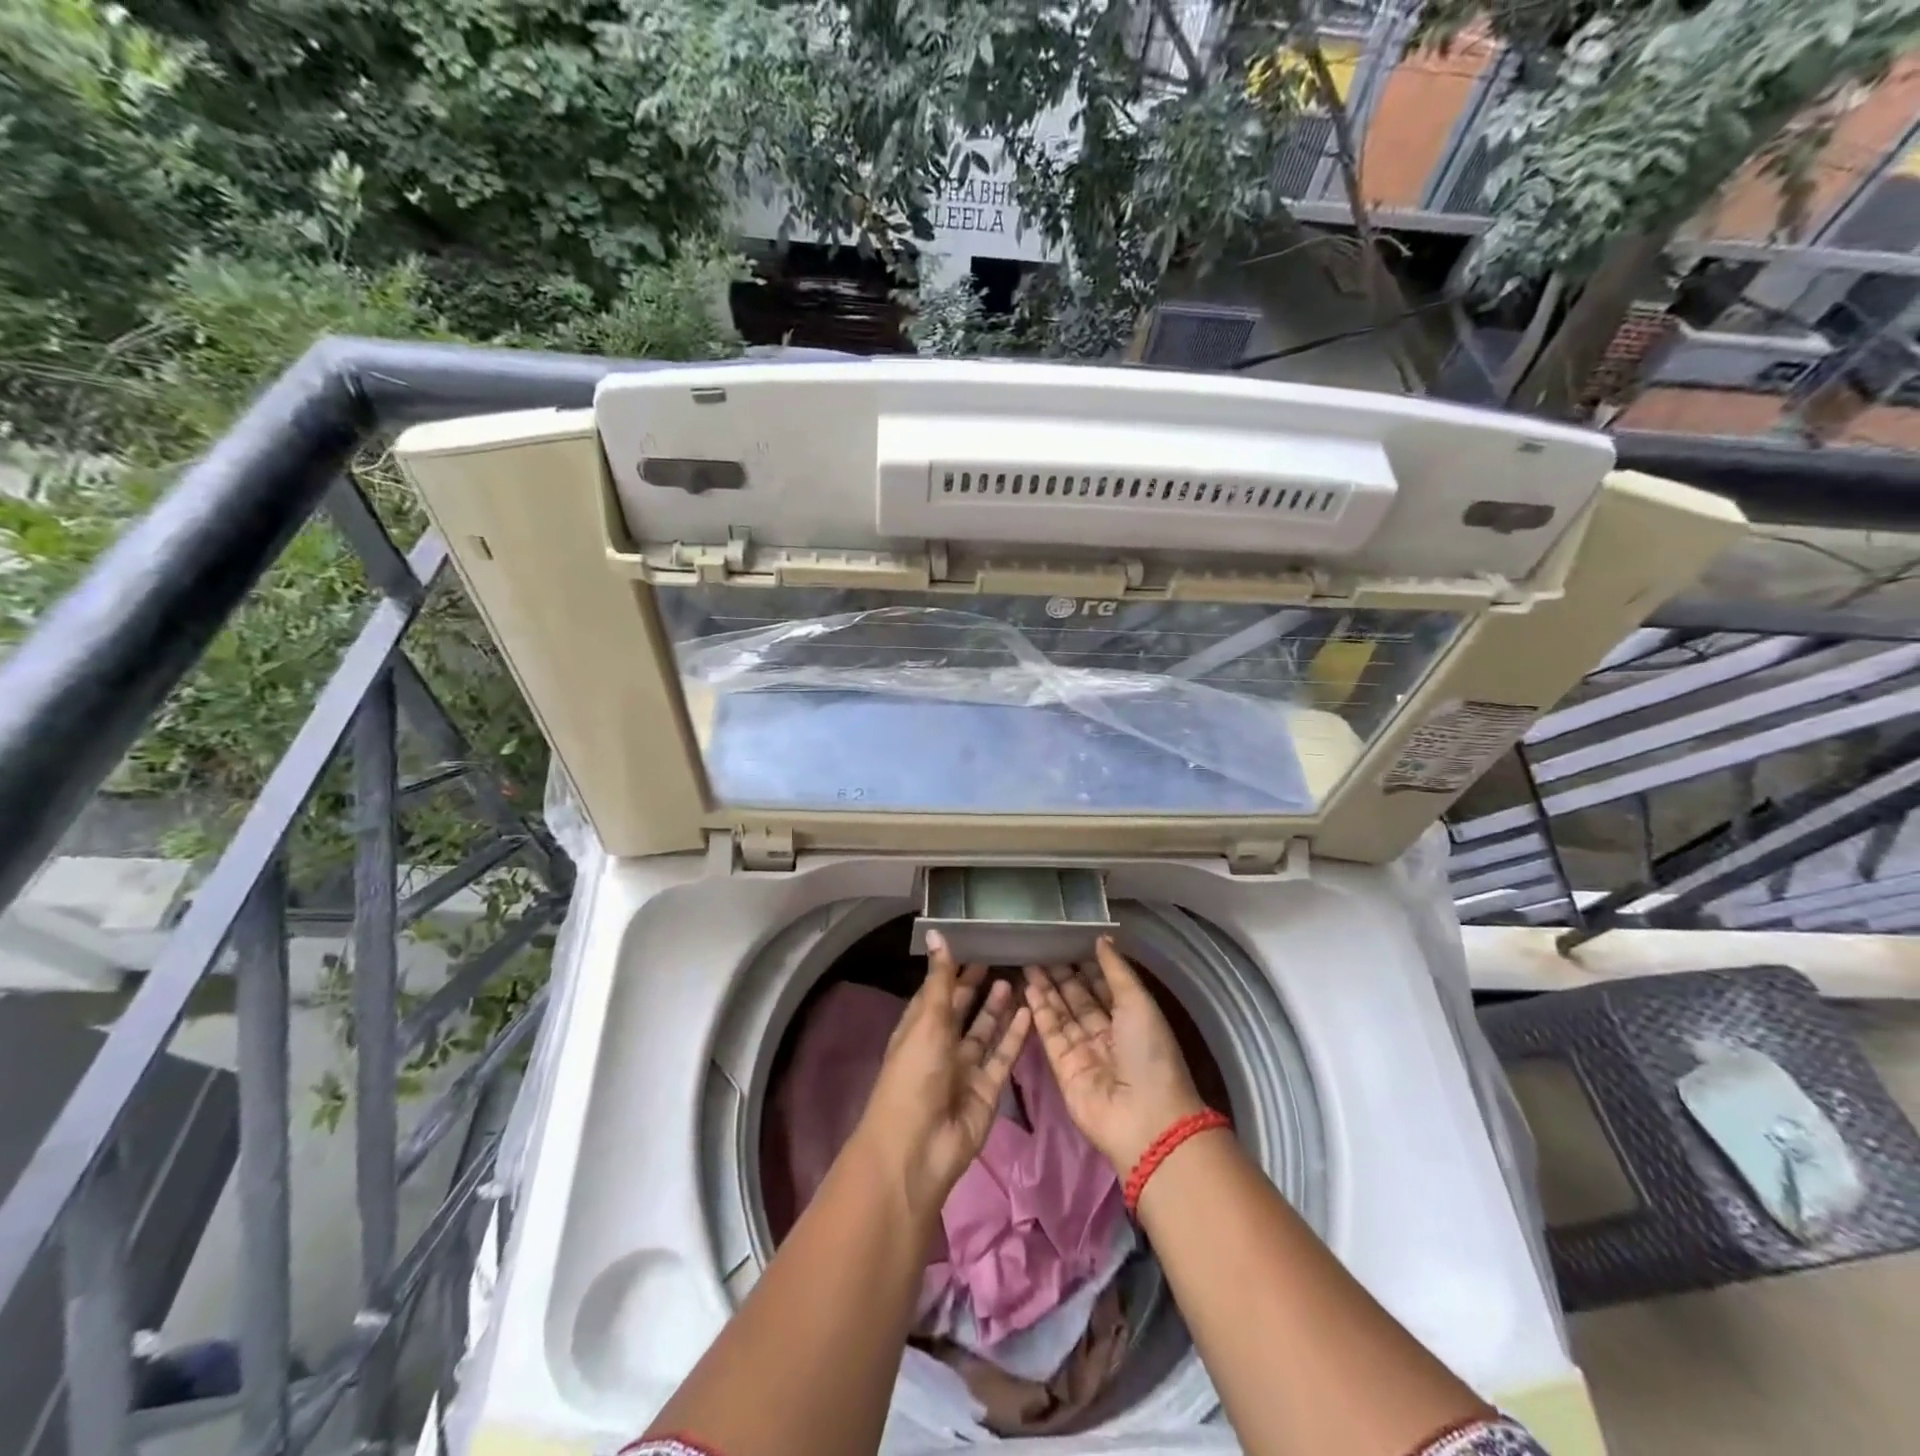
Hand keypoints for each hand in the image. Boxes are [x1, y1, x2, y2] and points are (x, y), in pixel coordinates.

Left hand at [854, 931, 1032, 1220]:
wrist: (919, 1147)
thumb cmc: (915, 1075)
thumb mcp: (927, 1020)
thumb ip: (939, 979)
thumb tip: (936, 933)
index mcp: (918, 1029)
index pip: (936, 992)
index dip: (951, 971)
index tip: (974, 945)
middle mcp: (941, 1046)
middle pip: (961, 1011)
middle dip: (977, 987)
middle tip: (1000, 958)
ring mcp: (965, 1070)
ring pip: (985, 1033)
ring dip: (997, 1008)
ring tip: (1016, 979)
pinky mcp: (987, 1090)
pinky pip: (1003, 1057)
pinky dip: (1015, 1036)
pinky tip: (1030, 1012)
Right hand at [1024, 938, 1207, 1173]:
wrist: (1144, 1119)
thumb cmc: (1149, 1054)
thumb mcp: (1138, 1003)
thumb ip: (1116, 970)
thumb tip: (1101, 938)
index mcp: (1132, 1019)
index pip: (1104, 986)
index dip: (1087, 964)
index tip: (1067, 940)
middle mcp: (1107, 1034)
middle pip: (1079, 998)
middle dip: (1061, 974)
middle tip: (1040, 947)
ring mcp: (1083, 1052)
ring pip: (1061, 1014)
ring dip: (1046, 989)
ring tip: (1028, 961)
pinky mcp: (1063, 1068)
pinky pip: (1049, 1034)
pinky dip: (1039, 1011)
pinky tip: (1028, 988)